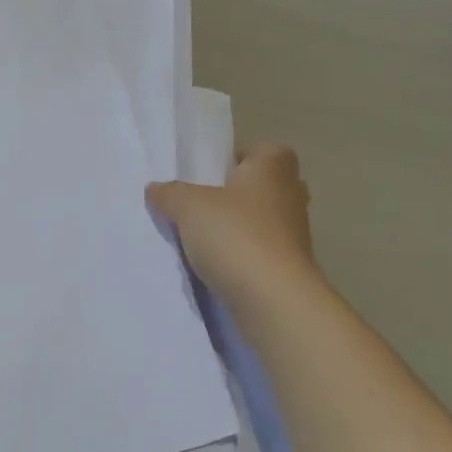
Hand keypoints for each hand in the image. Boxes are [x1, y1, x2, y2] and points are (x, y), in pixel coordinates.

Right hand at [148, 143, 319, 305]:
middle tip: (204, 203)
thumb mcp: (188, 206)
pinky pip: (262, 252)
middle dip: (238, 193)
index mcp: (273, 168)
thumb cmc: (236, 235)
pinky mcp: (290, 269)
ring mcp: (295, 235)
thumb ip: (170, 193)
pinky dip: (243, 256)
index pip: (264, 150)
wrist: (274, 301)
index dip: (240, 157)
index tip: (212, 173)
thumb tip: (156, 189)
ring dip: (239, 228)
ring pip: (264, 221)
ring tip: (202, 237)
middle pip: (264, 186)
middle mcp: (291, 196)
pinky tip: (215, 265)